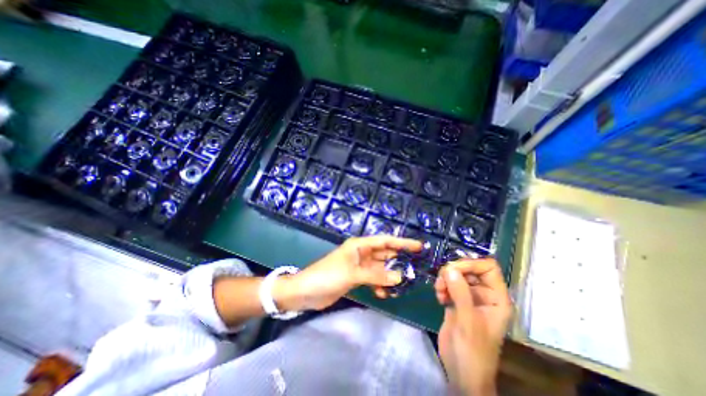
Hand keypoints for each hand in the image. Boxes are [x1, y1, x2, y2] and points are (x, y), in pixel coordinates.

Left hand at [279, 237, 420, 309]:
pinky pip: (373, 280)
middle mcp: (361, 253)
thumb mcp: (352, 274)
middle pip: (384, 254)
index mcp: (359, 245)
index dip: (401, 242)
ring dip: (389, 276)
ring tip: (402, 284)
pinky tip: (384, 294)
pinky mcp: (356, 278)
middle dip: (398, 260)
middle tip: (415, 267)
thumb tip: (399, 277)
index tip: (418, 246)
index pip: (384, 241)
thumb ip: (376, 275)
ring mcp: (359, 266)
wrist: (305, 292)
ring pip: (379, 269)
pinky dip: (379, 286)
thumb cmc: (327, 276)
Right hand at [434, 259, 509, 395]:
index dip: (472, 263)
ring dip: (445, 279)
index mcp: (496, 298)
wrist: (461, 372)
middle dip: (454, 272)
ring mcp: (469, 297)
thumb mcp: (468, 321)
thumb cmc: (472, 351)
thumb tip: (449, 268)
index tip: (453, 269)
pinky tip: (439, 298)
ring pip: (456, 275)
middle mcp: (484, 294)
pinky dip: (441, 286)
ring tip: (439, 292)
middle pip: (469, 268)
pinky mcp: (456, 301)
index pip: (488, 267)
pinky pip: (448, 284)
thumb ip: (460, 293)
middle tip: (442, 281)